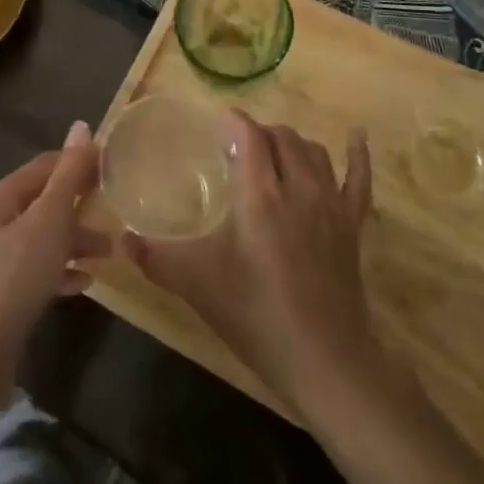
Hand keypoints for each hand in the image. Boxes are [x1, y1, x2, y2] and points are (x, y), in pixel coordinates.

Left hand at [0, 121, 108, 405]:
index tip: (113, 168)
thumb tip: (81, 125)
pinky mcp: (0, 296)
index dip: (78, 163)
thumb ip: (68, 176)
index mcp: (2, 196)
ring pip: (44, 238)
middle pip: (45, 202)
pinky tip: (84, 283)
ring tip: (110, 252)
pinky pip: (38, 272)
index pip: (46, 165)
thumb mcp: (48, 221)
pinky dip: (61, 271)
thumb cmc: (12, 279)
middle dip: (81, 206)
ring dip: (75, 240)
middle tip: (117, 213)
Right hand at [125, 110, 374, 413]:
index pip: (248, 134)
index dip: (231, 121)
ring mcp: (330, 203)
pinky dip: (357, 154)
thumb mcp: (198, 286)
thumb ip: (158, 259)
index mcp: (260, 193)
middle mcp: (297, 186)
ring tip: (272, 152)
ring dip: (291, 143)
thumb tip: (125, 240)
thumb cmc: (257, 316)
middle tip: (236, 149)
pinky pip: (358, 178)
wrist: (326, 362)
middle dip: (258, 133)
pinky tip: (356, 136)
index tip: (214, 123)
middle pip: (280, 137)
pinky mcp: (352, 225)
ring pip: (312, 151)